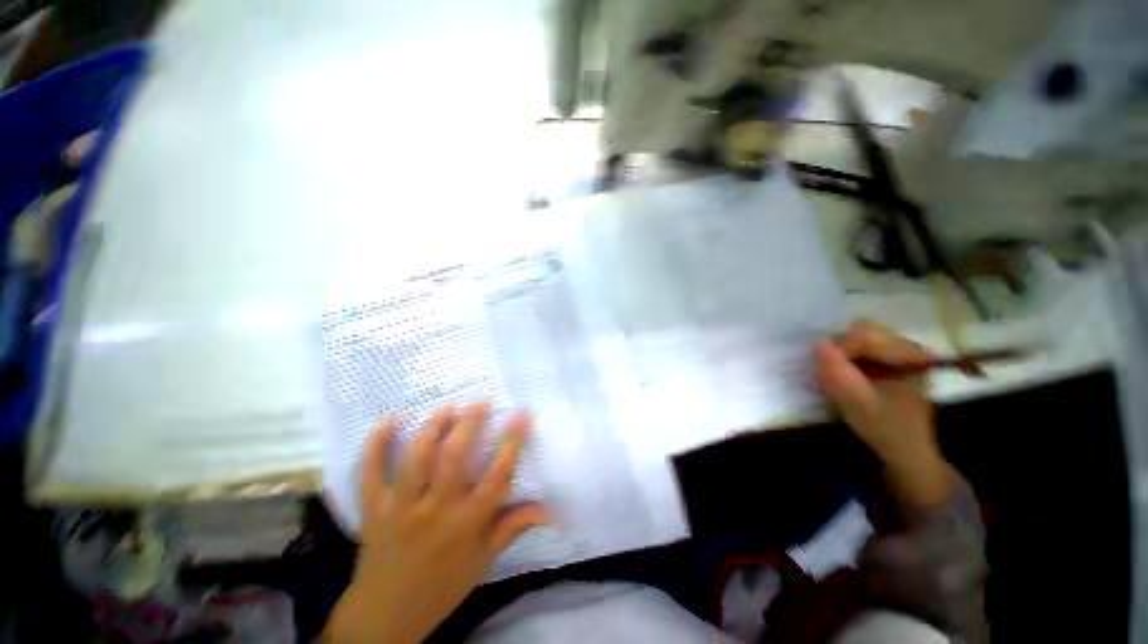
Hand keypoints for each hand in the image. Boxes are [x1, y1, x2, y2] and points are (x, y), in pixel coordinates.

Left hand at [324, 403, 545, 643]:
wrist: (385, 616)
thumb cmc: (442, 586)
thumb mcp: (483, 560)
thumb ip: (513, 527)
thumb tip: (549, 510)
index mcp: (466, 525)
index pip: (496, 477)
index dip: (512, 443)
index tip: (522, 415)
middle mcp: (435, 511)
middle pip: (453, 460)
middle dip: (469, 425)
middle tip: (479, 401)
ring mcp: (400, 508)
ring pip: (416, 460)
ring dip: (432, 429)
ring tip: (447, 407)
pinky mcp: (373, 509)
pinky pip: (370, 473)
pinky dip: (375, 446)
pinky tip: (388, 420)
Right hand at [814, 319, 951, 505]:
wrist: (905, 454)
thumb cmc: (887, 431)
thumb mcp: (859, 405)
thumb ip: (839, 374)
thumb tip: (817, 344)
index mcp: (910, 355)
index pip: (864, 335)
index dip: (838, 349)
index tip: (825, 371)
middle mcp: (907, 347)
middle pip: (861, 332)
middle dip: (838, 350)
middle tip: (828, 373)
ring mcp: (897, 353)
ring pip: (856, 339)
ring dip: (839, 356)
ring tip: (835, 377)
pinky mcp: (887, 361)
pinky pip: (857, 349)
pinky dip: (843, 360)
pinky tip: (842, 377)